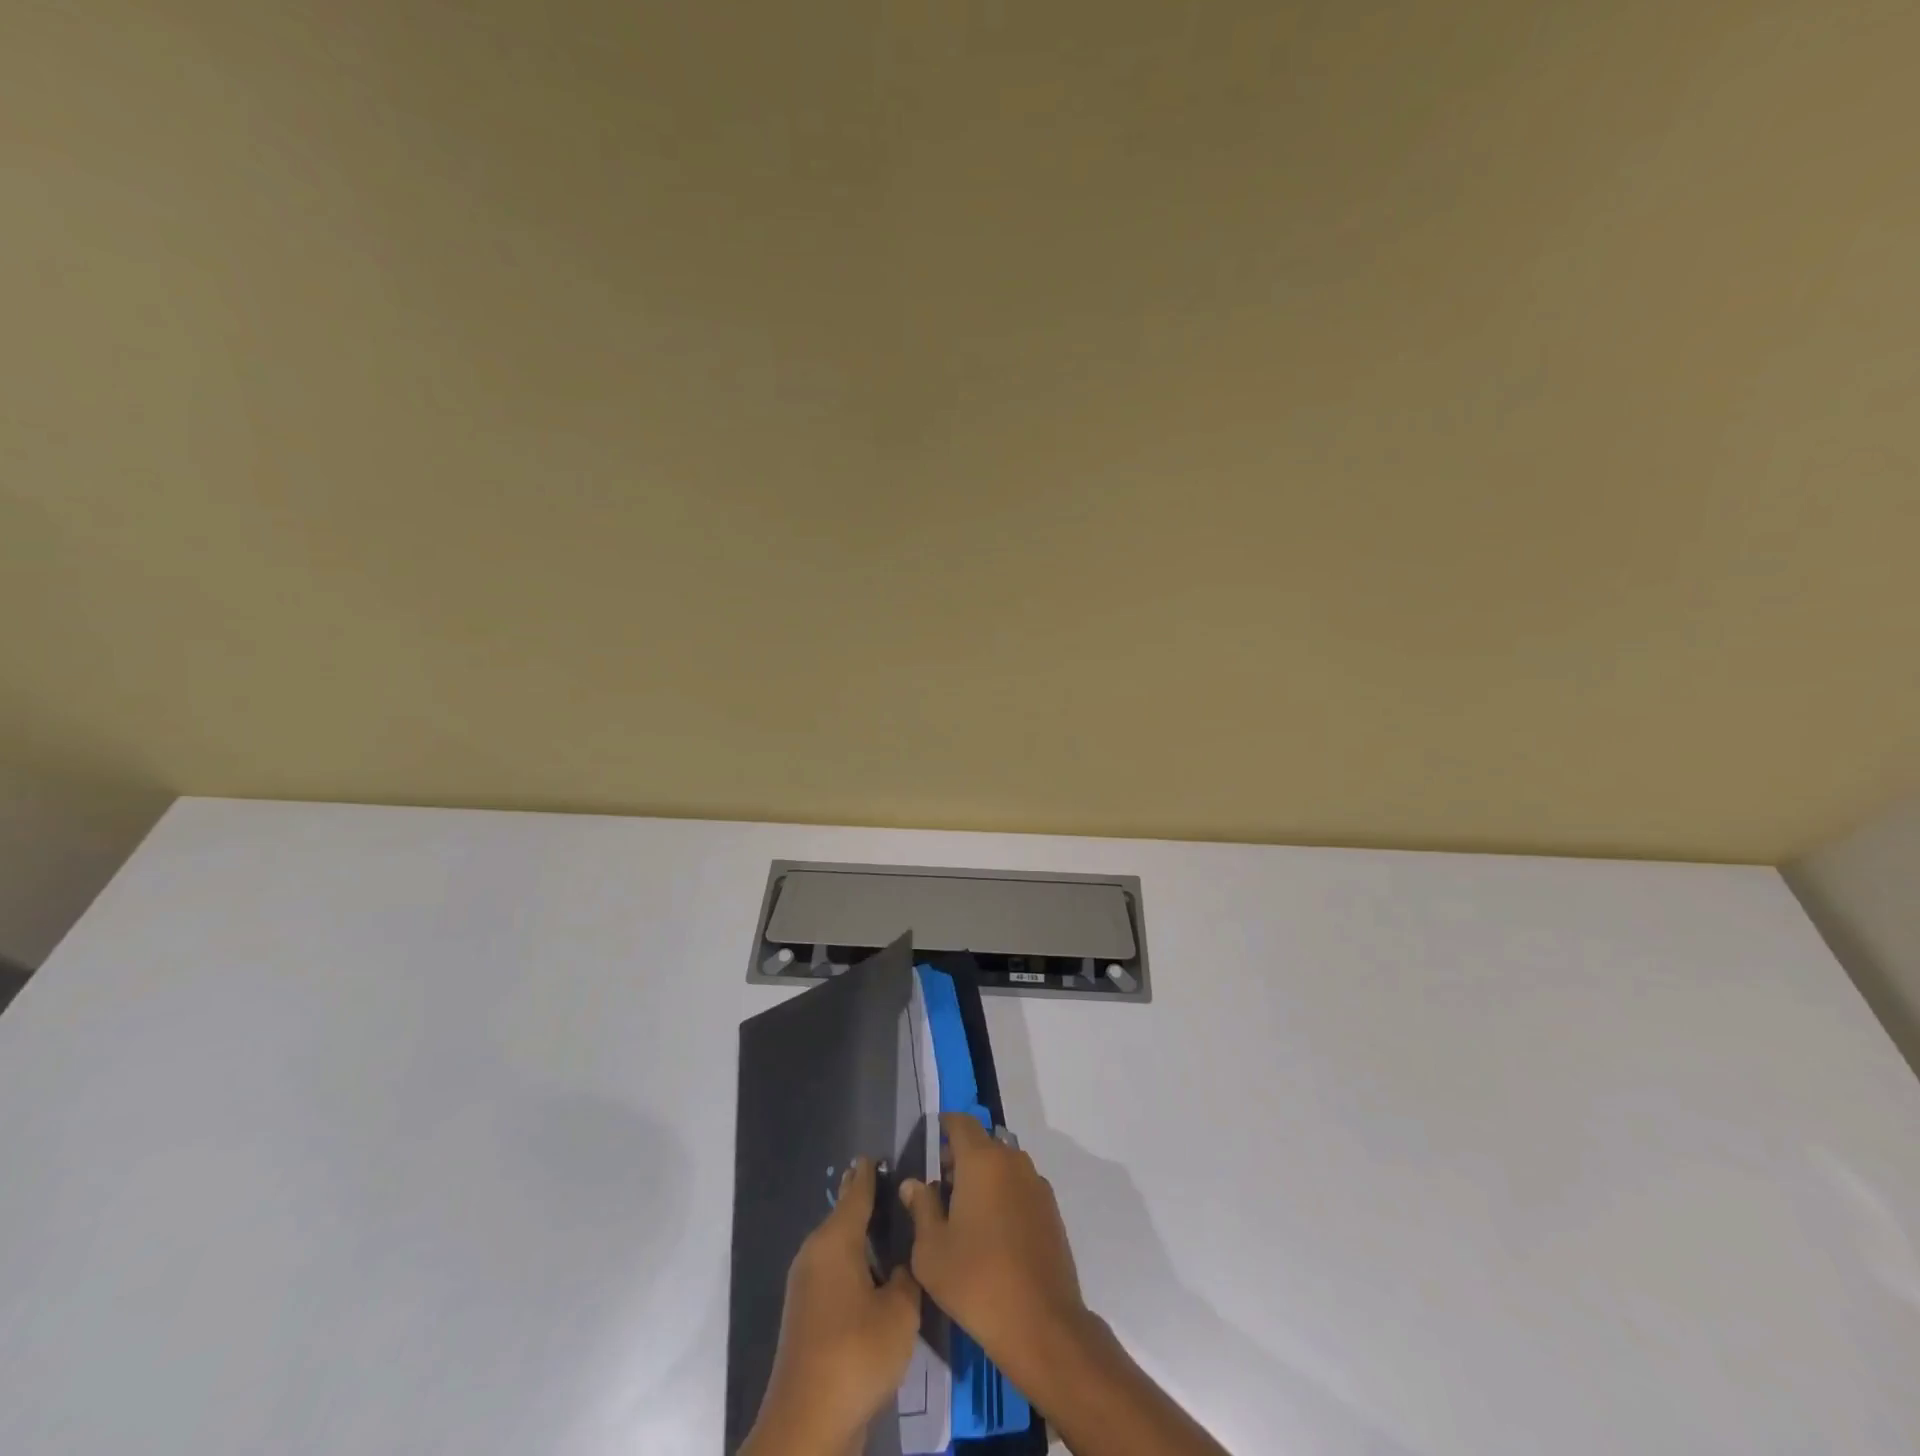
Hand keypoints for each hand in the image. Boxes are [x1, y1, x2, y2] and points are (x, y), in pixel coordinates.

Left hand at [741, 1157, 923, 1455]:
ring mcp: (806, 1286)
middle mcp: (815, 1254)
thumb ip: (907, 1277)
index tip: (877, 1153)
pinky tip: (876, 1274)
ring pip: (839, 1246)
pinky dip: (854, 1263)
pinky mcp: (806, 1316)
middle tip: (893, 1187)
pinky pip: (835, 1272)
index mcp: (835, 1241)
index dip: (869, 1173)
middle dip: (864, 1201)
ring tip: (891, 1228)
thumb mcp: (900, 1312)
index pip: (856, 1192)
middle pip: (844, 1216)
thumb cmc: (857, 1354)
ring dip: (861, 1237)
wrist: (808, 1424)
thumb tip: (902, 1264)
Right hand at [899, 1113, 1089, 1387]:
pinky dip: (1004, 1194)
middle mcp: (1012, 1160)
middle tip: (941, 1188)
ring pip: (1003, 1164)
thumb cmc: (976, 1281)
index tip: (930, 1141)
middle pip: (983, 1143)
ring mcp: (1036, 1183)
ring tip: (965, 1214)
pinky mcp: (1051, 1209)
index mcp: (982, 1160)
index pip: (961, 1122)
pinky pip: (1020, 1186)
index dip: (944, 1126)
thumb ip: (921, 1208)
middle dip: (960, 1156)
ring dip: (984, 1176)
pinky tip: (994, 1232)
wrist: (1041, 1323)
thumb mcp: (931, 1250)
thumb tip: (914, 1184)